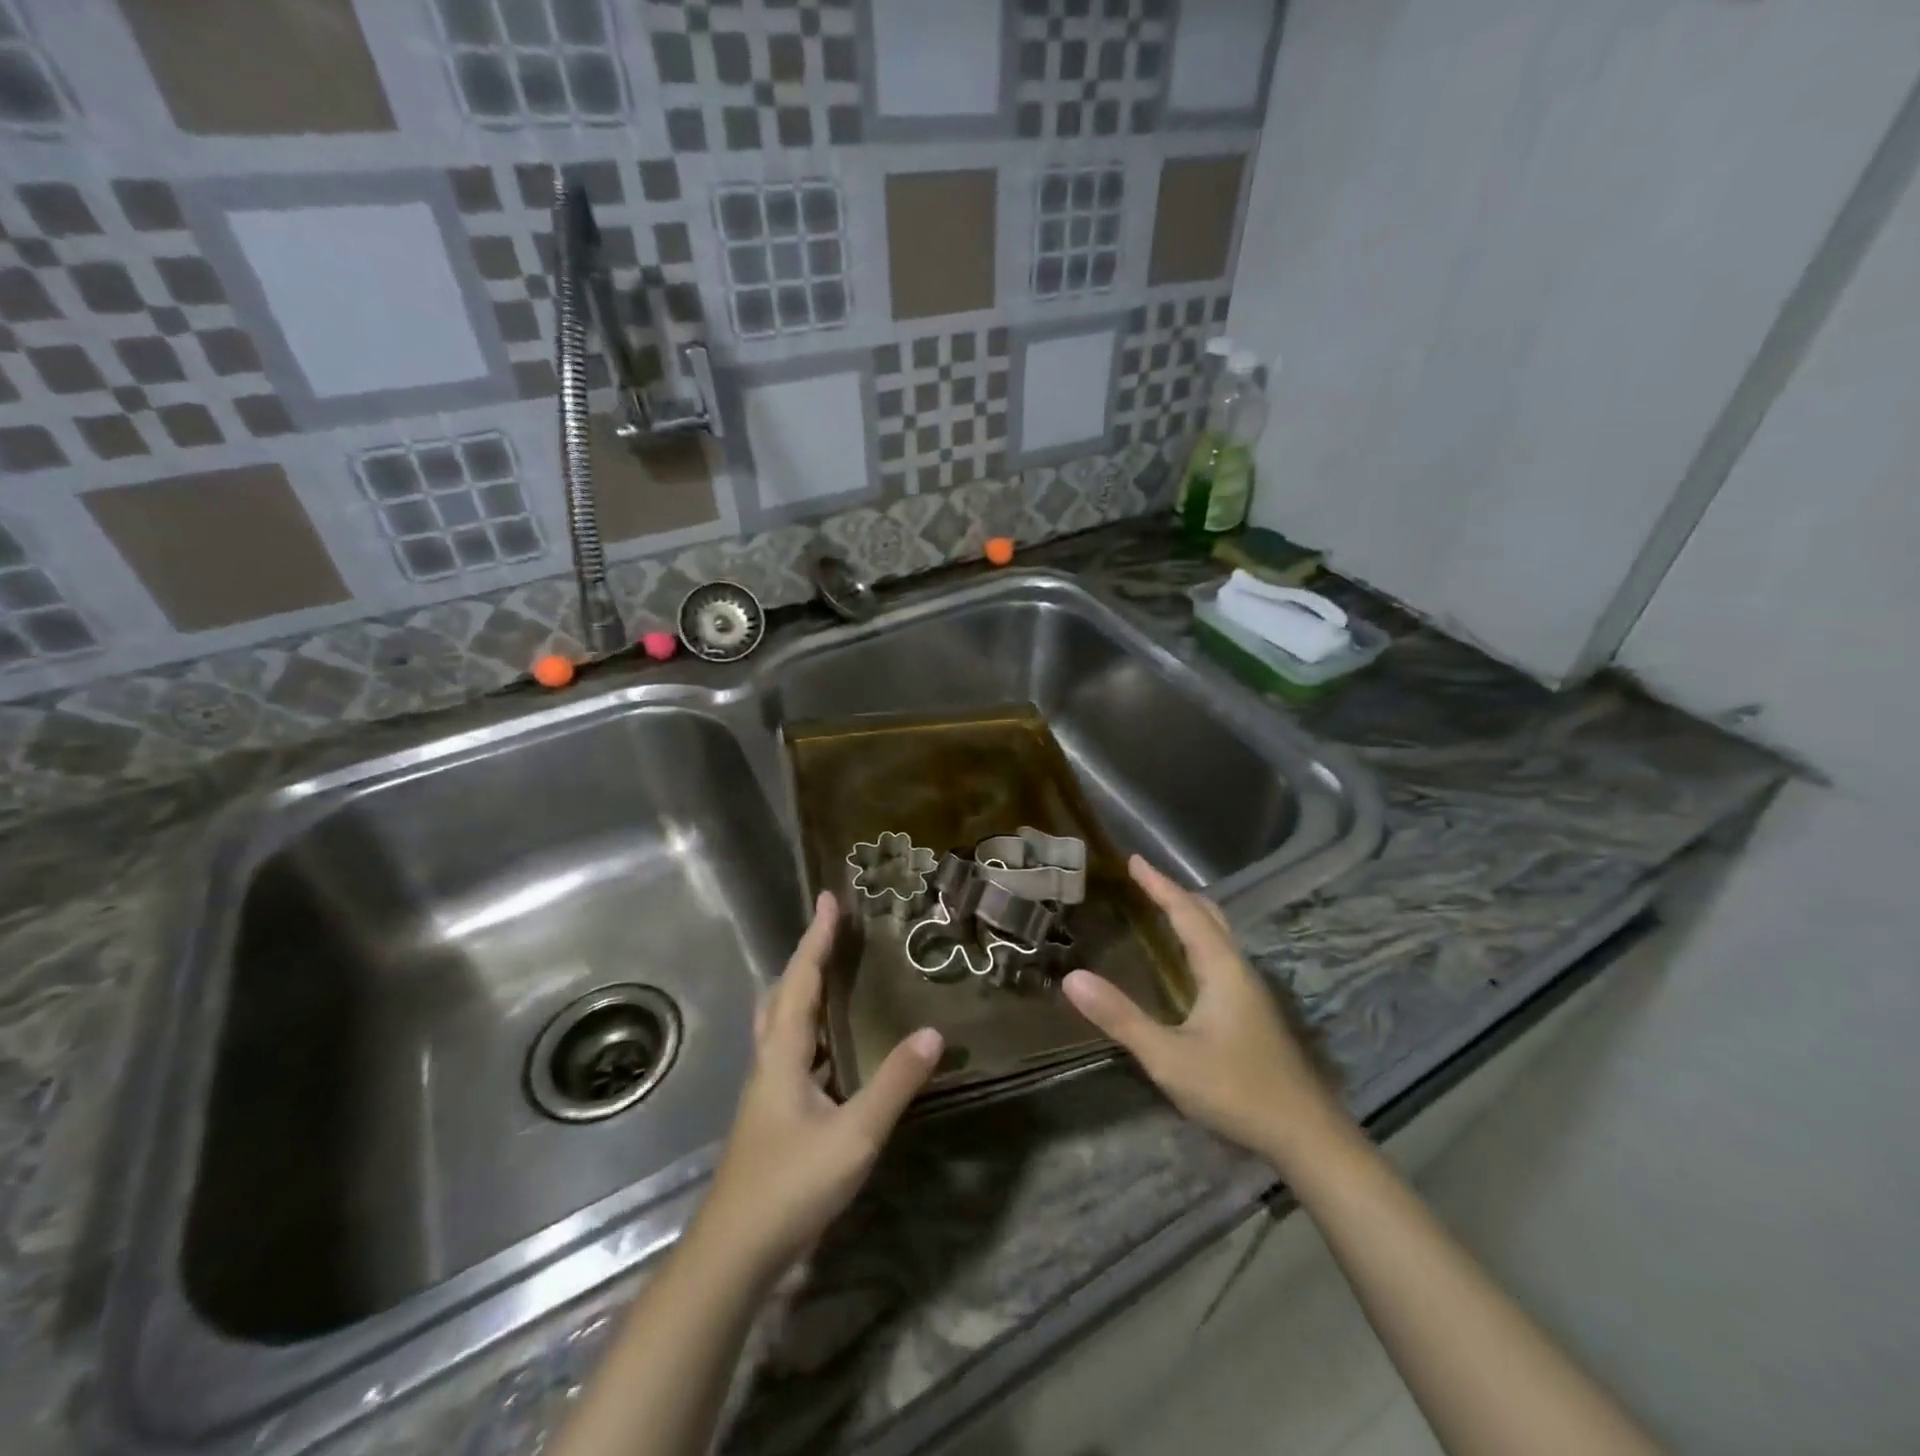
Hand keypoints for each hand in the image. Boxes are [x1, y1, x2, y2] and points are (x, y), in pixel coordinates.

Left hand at [693, 892, 941, 1284]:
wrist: (732, 1254)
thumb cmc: (790, 1185)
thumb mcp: (853, 1135)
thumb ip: (894, 1084)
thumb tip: (934, 1032)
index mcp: (783, 1054)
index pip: (802, 981)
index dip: (817, 939)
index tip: (830, 899)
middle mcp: (769, 1061)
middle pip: (783, 993)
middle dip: (807, 956)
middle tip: (832, 929)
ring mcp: (766, 1089)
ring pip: (781, 1021)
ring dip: (803, 987)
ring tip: (831, 971)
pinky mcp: (771, 1113)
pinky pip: (790, 1048)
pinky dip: (809, 1025)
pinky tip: (830, 1044)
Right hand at [1063, 856, 1349, 1173]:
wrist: (1306, 1136)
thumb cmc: (1236, 1089)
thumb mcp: (1168, 1057)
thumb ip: (1121, 1018)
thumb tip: (1072, 978)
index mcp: (1221, 969)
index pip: (1186, 912)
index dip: (1159, 884)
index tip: (1135, 860)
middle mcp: (1239, 971)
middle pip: (1209, 917)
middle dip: (1177, 894)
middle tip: (1145, 881)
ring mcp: (1251, 993)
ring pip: (1219, 938)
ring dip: (1190, 917)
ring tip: (1161, 911)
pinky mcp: (1254, 1014)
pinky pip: (1221, 958)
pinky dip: (1198, 941)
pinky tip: (1187, 965)